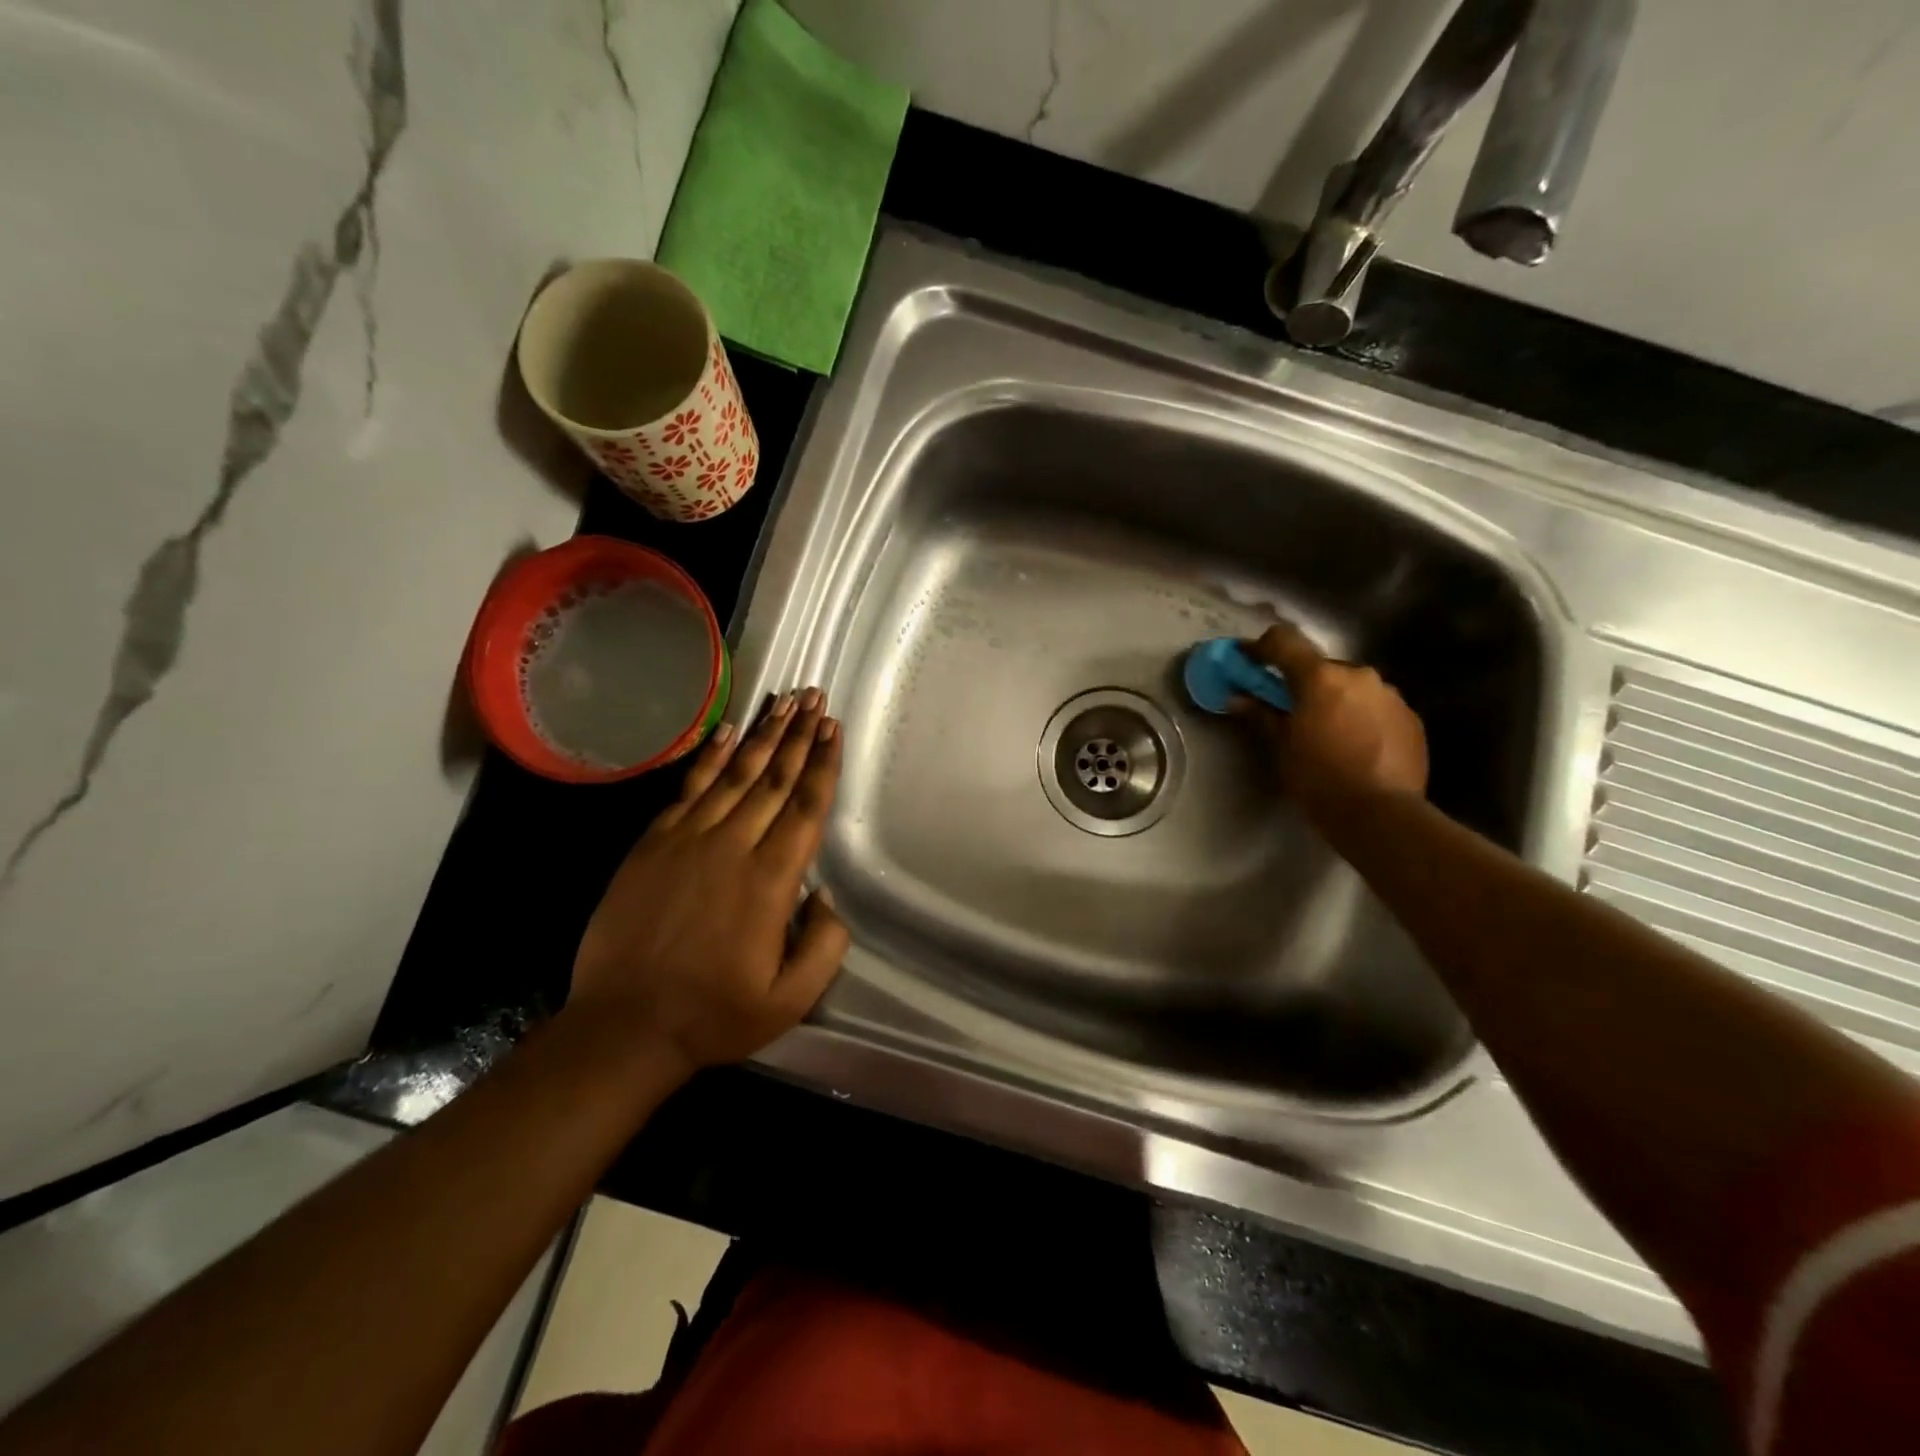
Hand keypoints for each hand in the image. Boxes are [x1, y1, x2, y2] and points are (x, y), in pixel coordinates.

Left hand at [568, 688, 849, 1078]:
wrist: (624, 1025)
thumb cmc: (714, 1014)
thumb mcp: (790, 999)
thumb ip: (825, 945)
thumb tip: (825, 896)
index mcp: (771, 880)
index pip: (806, 807)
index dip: (823, 764)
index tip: (833, 728)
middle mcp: (732, 846)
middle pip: (775, 778)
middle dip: (799, 734)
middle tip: (815, 697)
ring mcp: (688, 839)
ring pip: (735, 774)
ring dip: (763, 735)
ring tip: (784, 702)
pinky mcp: (653, 843)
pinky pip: (688, 787)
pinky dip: (710, 756)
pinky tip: (726, 732)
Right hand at [1237, 623, 1428, 819]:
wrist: (1381, 815)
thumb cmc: (1319, 779)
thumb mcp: (1281, 748)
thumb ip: (1261, 715)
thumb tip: (1237, 698)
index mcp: (1320, 677)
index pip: (1284, 640)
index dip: (1261, 647)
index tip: (1248, 661)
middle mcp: (1358, 675)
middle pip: (1321, 667)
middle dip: (1303, 683)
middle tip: (1290, 711)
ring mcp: (1390, 695)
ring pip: (1351, 687)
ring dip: (1335, 700)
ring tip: (1327, 734)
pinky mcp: (1411, 718)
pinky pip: (1375, 707)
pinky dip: (1360, 717)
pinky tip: (1356, 747)